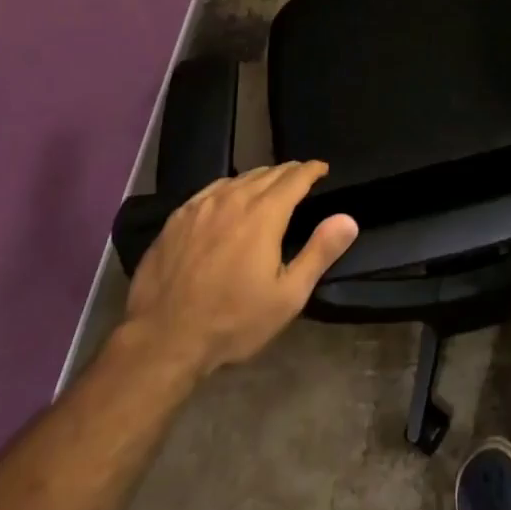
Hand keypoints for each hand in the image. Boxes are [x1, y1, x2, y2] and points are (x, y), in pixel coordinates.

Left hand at [122, 162, 357, 379]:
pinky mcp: (177, 218)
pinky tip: (228, 199)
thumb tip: (348, 218)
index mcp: (264, 214)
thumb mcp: (287, 296)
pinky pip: (210, 190)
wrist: (162, 341)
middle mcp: (233, 199)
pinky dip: (229, 188)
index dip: (312, 169)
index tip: (322, 168)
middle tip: (300, 178)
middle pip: (267, 173)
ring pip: (238, 178)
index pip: (295, 177)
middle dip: (288, 172)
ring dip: (259, 178)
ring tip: (269, 186)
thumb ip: (319, 252)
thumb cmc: (232, 321)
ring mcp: (201, 206)